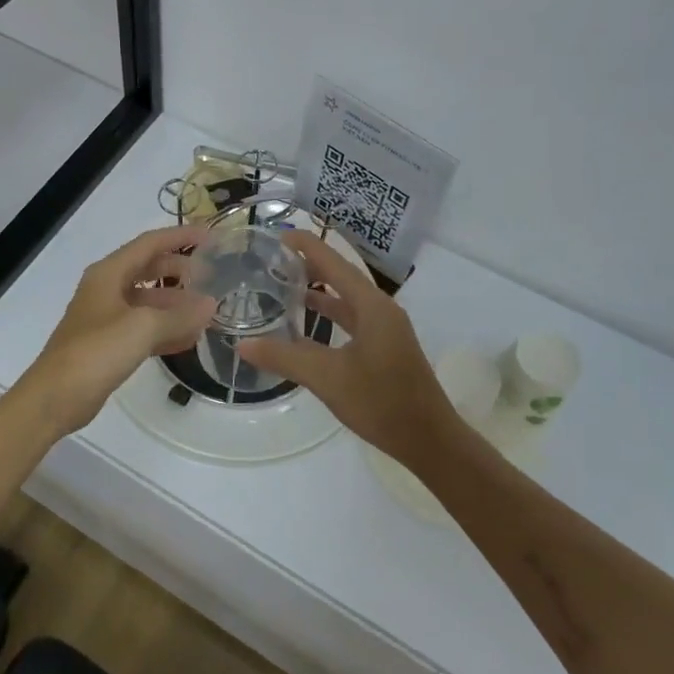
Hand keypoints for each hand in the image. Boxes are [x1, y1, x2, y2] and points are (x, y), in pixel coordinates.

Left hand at [25, 226, 216, 429]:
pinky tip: (190, 339)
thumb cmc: (96, 351)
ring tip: (207, 310)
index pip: (149, 243)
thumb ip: (179, 315)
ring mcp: (107, 317)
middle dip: (180, 271)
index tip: (210, 236)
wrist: (55, 397)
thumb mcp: (143, 328)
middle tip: (212, 277)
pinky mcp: (109, 344)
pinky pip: (144, 328)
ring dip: (176, 304)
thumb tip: (210, 304)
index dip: (180, 237)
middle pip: (149, 269)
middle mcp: (107, 289)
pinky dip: (166, 330)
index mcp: (109, 273)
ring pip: (148, 301)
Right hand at [237, 231, 462, 471]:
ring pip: (348, 298)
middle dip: (311, 264)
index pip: (334, 263)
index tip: (278, 234)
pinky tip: (308, 323)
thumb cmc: (381, 403)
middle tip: (274, 258)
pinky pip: (353, 318)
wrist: (429, 440)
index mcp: (372, 306)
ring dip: (320, 289)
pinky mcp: (386, 347)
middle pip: (342, 275)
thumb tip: (243, 345)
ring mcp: (386, 329)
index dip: (307, 246)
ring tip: (286, 283)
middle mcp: (381, 309)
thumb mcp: (327, 379)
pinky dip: (331, 313)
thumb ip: (285, 358)